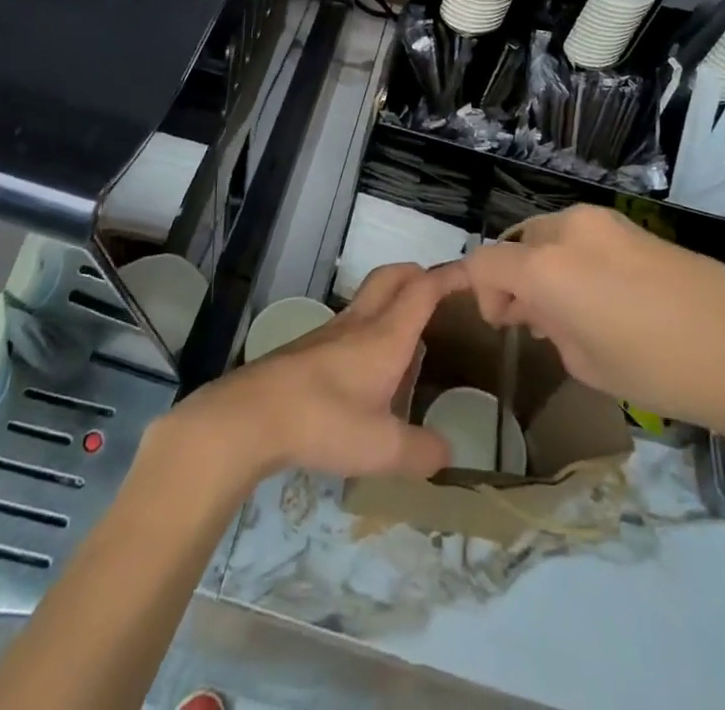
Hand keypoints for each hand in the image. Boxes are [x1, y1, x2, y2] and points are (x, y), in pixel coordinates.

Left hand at [156, 262, 457, 486]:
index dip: (449, 276)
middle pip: (393, 277)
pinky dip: (370, 325)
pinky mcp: (309, 348)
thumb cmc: (324, 421)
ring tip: (411, 331)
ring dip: (393, 299)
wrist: (252, 415)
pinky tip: (370, 364)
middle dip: (419, 273)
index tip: (472, 271)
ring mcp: (330, 332)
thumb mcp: (381, 448)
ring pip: (369, 298)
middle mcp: (360, 323)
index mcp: (385, 335)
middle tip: (440, 290)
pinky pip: (350, 322)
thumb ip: (420, 452)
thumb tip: (447, 452)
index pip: (423, 290)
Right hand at [461, 205, 724, 442]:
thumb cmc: (658, 370)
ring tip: (571, 311)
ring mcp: (603, 221)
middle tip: (534, 323)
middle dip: (515, 280)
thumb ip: (550, 329)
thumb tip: (543, 313)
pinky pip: (584, 236)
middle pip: (518, 245)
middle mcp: (567, 231)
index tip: (497, 322)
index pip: (484, 263)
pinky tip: (604, 297)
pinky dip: (575, 259)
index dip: (475, 290)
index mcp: (546, 267)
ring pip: (551, 236)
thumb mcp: (587, 364)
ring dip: (545, 267)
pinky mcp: (633, 225)